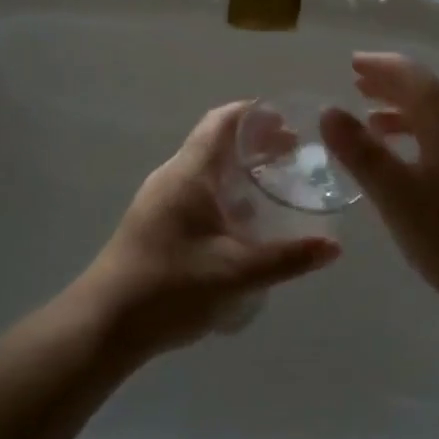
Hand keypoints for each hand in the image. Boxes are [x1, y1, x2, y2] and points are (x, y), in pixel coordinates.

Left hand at [73, 102, 339, 361]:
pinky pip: (196, 190)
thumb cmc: (170, 288)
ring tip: (275, 183)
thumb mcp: (237, 273)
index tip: (289, 121)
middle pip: (216, 142)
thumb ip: (287, 259)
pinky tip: (244, 220)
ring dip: (239, 168)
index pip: (222, 121)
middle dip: (255, 142)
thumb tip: (334, 247)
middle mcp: (172, 177)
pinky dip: (224, 190)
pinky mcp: (155, 222)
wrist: (104, 324)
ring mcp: (159, 200)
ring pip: (205, 168)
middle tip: (293, 154)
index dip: (255, 114)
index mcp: (189, 174)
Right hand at [320, 53, 438, 322]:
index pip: (413, 77)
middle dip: (392, 88)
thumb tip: (329, 109)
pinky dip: (430, 138)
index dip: (380, 67)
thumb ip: (362, 153)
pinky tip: (420, 163)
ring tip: (377, 126)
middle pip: (431, 94)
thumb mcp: (400, 200)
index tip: (353, 63)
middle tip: (359, 86)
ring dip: (409, 116)